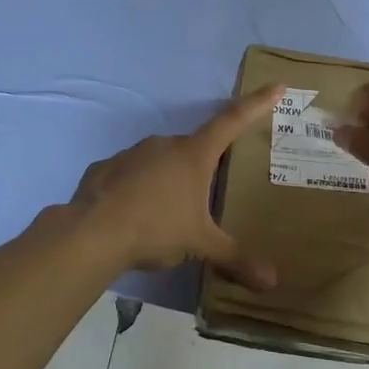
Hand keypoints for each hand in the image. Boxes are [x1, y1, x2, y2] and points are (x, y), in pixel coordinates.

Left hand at [66, 85, 280, 290]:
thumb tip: (273, 282)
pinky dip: (137, 188)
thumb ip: (236, 258)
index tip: (276, 86)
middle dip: (203, 167)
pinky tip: (135, 213)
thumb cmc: (156, 228)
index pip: (233, 120)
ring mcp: (131, 153)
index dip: (257, 103)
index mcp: (194, 154)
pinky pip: (129, 174)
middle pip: (194, 148)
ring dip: (168, 179)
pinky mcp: (104, 168)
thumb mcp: (200, 245)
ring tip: (168, 213)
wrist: (91, 233)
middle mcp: (164, 144)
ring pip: (160, 161)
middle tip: (207, 195)